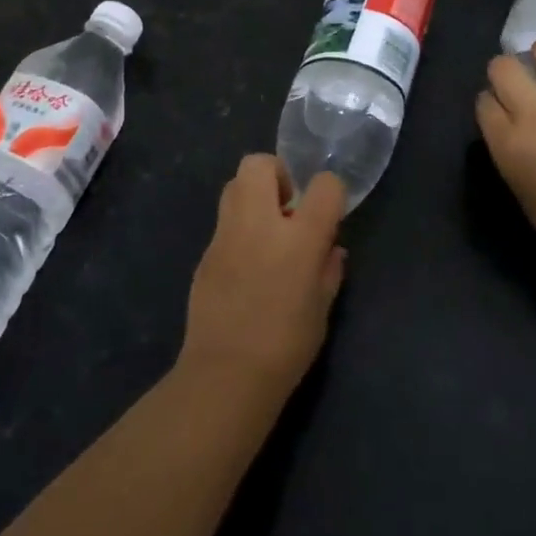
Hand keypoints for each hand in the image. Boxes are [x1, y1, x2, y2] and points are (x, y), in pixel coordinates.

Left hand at [177, 156, 347, 400]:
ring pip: (233, 184)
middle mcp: (259, 223)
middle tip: (287, 208)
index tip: (327, 210)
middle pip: (260, 163)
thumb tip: (330, 248)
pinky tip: (245, 263)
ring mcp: (226, 234)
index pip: (324, 185)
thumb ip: (329, 269)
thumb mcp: (322, 308)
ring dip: (252, 195)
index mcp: (299, 238)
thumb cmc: (286, 345)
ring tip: (265, 230)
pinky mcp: (205, 251)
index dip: (330, 191)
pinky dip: (238, 228)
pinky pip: (224, 222)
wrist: (227, 372)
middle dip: (276, 173)